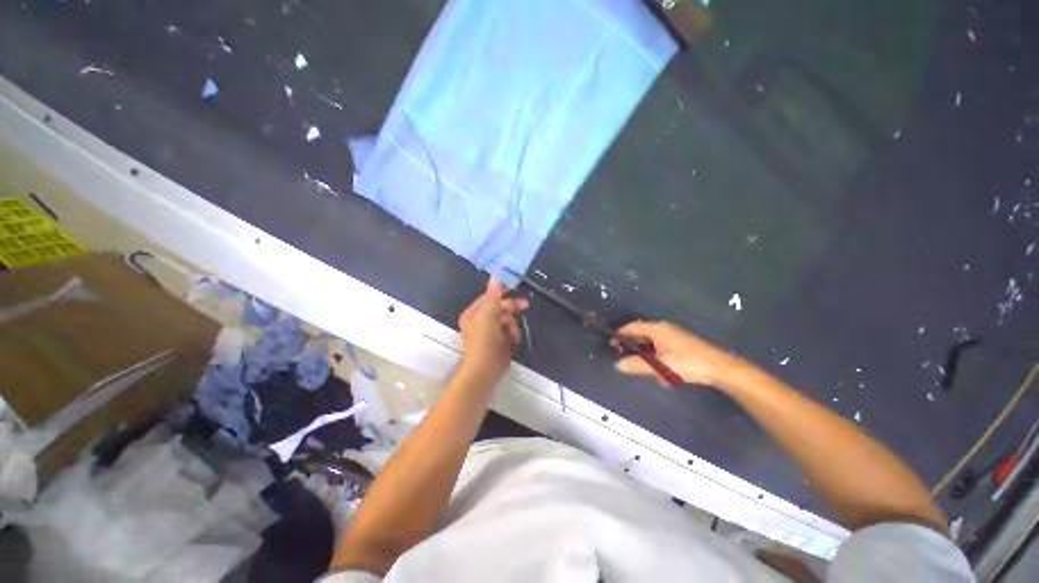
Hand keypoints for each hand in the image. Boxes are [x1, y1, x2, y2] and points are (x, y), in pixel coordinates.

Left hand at [459, 277, 528, 376]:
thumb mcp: (488, 314)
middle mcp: (480, 321)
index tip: (514, 288)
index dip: (501, 292)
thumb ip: (493, 295)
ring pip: (506, 319)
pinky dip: (513, 333)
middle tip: (525, 305)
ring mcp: (489, 332)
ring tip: (514, 333)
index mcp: (473, 313)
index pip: (488, 297)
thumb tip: (495, 276)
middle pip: (499, 307)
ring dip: (513, 324)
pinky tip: (514, 339)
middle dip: (511, 308)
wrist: (486, 368)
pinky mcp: (498, 341)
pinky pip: (509, 331)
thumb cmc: (484, 339)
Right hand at [613, 321, 750, 388]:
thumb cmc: (687, 363)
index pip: (632, 327)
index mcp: (657, 329)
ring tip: (640, 366)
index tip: (611, 344)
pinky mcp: (681, 344)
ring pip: (651, 341)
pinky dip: (655, 356)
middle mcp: (664, 328)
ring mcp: (674, 335)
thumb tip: (617, 365)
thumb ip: (637, 365)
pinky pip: (661, 347)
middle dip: (631, 344)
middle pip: (641, 333)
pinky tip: (659, 371)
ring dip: (644, 353)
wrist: (720, 368)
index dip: (620, 334)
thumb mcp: (660, 366)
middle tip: (622, 356)